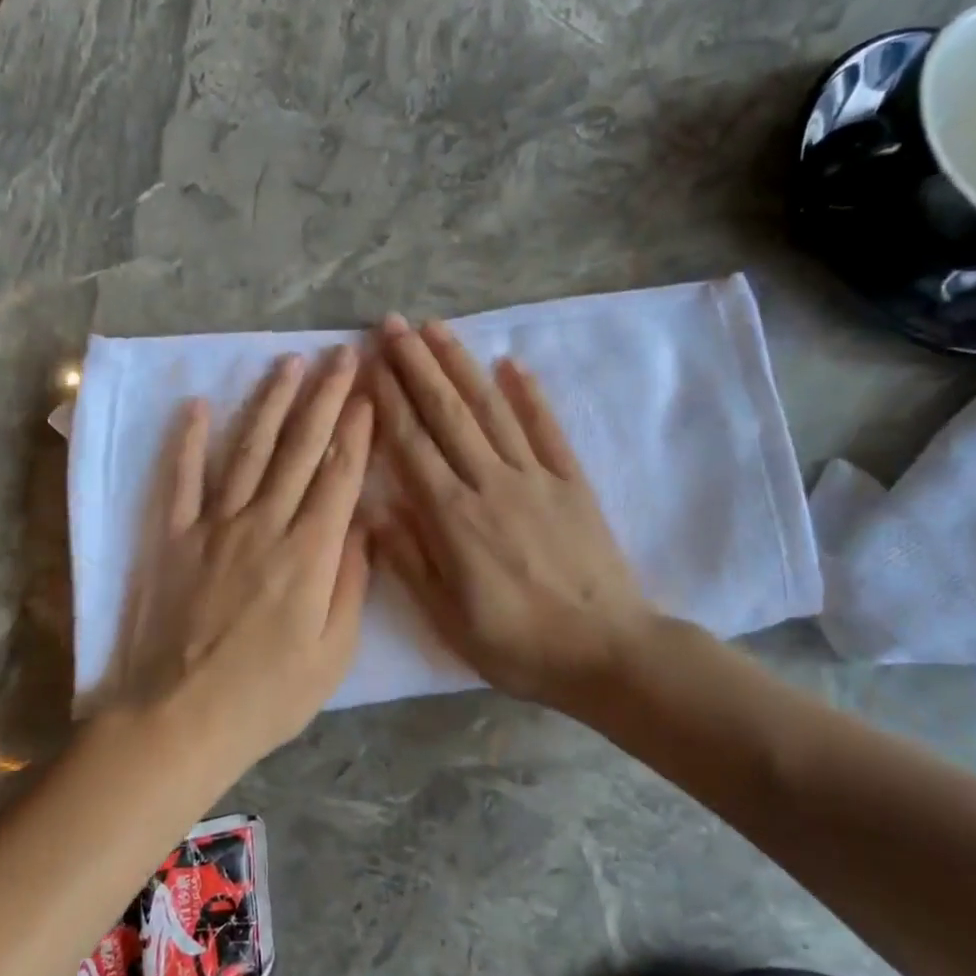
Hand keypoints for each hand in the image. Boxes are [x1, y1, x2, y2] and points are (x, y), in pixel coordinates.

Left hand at [98, 346, 372, 764]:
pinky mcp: (173, 538)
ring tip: (288, 363)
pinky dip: (187, 440)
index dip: (357, 431)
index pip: (340, 476)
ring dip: (270, 403)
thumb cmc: (268, 696)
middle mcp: (264, 525)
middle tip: (341, 355)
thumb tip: (363, 524)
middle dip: (325, 398)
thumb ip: (352, 583)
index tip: (370, 393)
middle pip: (300, 449)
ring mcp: (214, 526)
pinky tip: (196, 405)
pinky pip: (180, 479)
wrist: (180, 720)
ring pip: (248, 451)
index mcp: (310, 554)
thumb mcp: (334, 653)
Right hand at [367, 314, 656, 709]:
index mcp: (453, 518)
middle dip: (417, 365)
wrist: (606, 650)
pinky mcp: (572, 482)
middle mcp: (490, 483)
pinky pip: (547, 428)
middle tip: (392, 324)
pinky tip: (511, 364)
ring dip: (461, 365)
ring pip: (491, 410)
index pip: (411, 445)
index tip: (369, 362)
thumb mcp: (448, 620)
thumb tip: (373, 511)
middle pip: (447, 413)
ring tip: (437, 328)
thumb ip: (409, 561)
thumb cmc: (518, 644)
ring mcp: (535, 477)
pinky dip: (529, 394)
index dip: (388, 401)